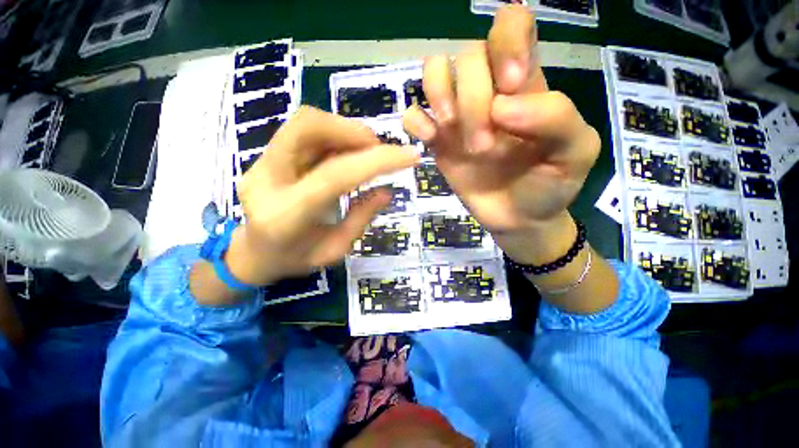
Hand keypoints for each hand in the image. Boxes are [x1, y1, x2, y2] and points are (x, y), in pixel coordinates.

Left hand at [224, 107, 419, 286]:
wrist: (252, 254)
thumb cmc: (295, 259)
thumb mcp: (335, 249)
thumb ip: (361, 217)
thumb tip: (388, 191)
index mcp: (287, 215)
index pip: (335, 176)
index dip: (376, 161)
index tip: (410, 156)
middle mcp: (267, 180)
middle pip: (307, 127)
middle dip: (352, 131)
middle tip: (378, 149)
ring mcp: (261, 163)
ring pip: (305, 122)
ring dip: (345, 131)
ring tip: (365, 152)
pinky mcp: (266, 155)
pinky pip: (304, 131)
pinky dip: (334, 135)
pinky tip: (347, 153)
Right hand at [402, 5, 599, 261]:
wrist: (519, 217)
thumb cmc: (550, 184)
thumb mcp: (575, 153)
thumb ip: (557, 118)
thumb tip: (502, 106)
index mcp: (526, 82)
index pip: (510, 24)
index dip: (506, 42)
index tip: (510, 86)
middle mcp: (489, 91)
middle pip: (467, 55)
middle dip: (473, 99)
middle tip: (483, 146)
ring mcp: (458, 117)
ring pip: (434, 72)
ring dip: (439, 97)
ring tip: (448, 131)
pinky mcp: (438, 142)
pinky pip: (413, 115)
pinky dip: (415, 121)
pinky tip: (431, 140)